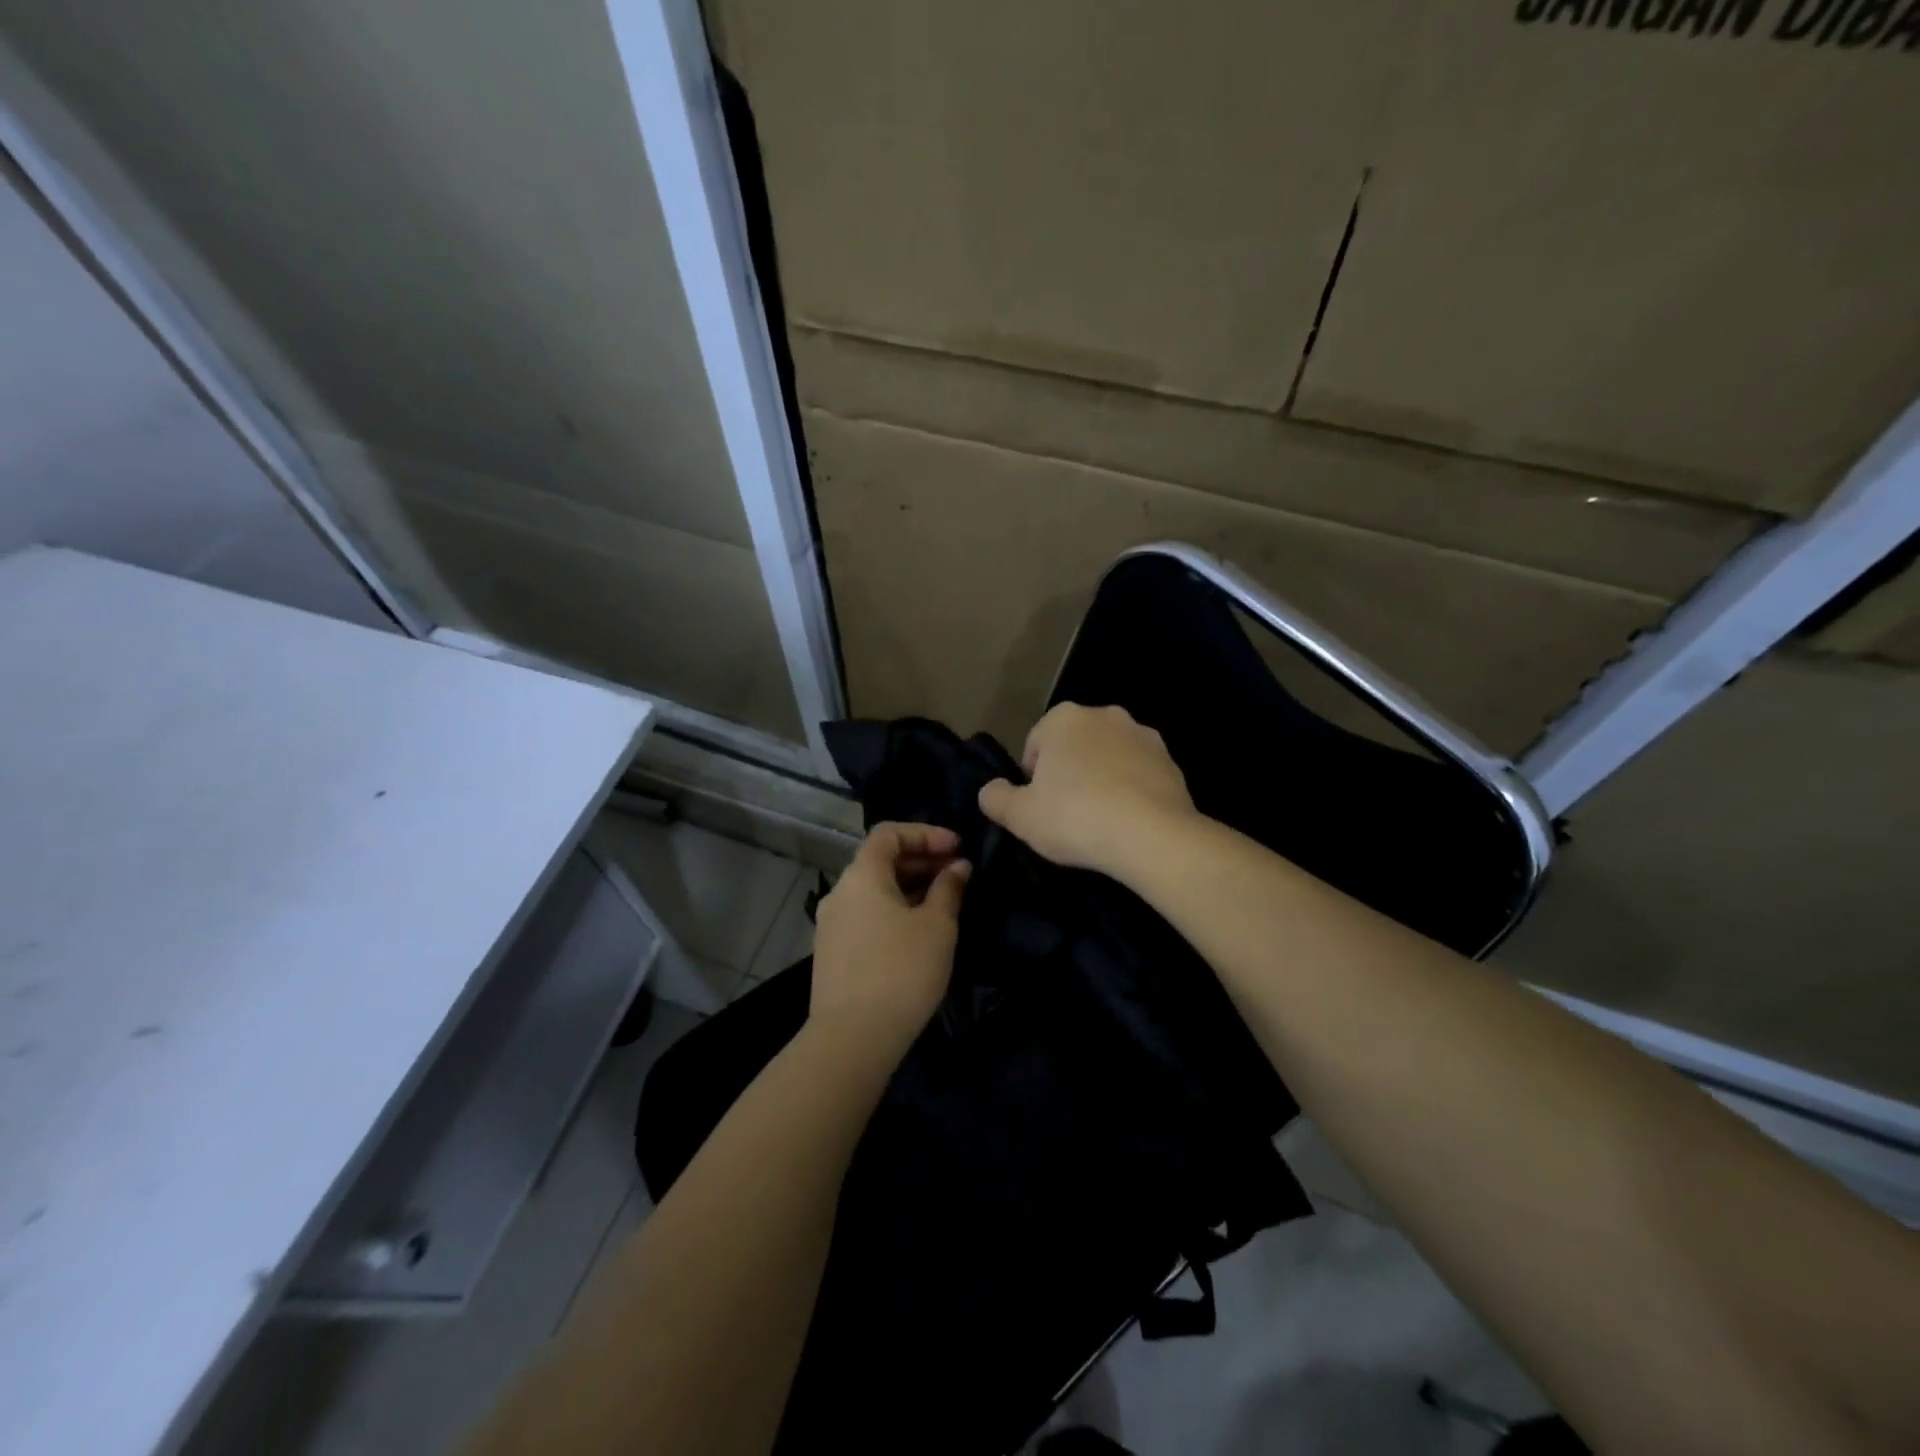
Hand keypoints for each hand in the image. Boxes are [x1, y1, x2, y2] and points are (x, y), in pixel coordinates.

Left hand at [810, 822, 970, 1059]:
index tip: (957, 847)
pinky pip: (866, 915)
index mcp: (862, 876)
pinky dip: (894, 910)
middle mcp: (840, 892)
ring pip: (874, 890)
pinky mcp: (833, 952)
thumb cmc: (901, 971)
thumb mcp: (937, 926)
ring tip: (944, 902)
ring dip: (909, 887)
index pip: (889, 833)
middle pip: (880, 860)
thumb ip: (949, 889)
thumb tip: (957, 867)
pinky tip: (919, 931)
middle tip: (958, 874)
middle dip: (921, 860)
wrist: (853, 1038)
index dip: (926, 833)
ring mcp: (832, 924)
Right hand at [977, 703, 1197, 879]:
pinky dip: (1130, 791)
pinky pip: (1139, 775)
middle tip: (1066, 814)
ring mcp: (1143, 736)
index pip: (1035, 744)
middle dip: (1069, 773)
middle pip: (1074, 746)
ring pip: (1109, 758)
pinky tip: (1127, 822)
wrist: (1152, 836)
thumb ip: (996, 798)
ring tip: (1099, 821)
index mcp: (1063, 718)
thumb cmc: (1075, 817)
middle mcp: (1105, 715)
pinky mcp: (1172, 762)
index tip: (1038, 808)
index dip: (1032, 778)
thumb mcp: (1019, 816)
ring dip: (1101, 779)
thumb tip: (990, 790)